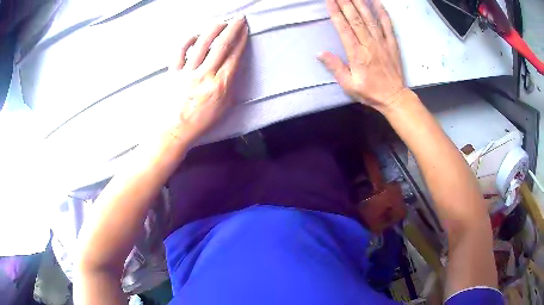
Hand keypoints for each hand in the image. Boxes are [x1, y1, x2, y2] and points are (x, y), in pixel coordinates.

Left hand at [168, 16, 247, 142]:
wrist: (173, 131)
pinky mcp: (173, 73)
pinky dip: (187, 41)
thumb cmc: (200, 123)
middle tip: (239, 18)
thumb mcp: (224, 108)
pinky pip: (179, 52)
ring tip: (222, 21)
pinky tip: (195, 35)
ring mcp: (187, 73)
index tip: (245, 30)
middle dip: (232, 29)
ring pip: (202, 45)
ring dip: (213, 29)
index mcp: (219, 85)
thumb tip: (232, 68)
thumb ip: (230, 86)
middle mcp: (204, 75)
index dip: (241, 40)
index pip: (234, 56)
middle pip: (221, 46)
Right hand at [318, 0, 405, 111]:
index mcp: (357, 54)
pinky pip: (387, 25)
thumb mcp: (348, 85)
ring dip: (361, 3)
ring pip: (370, 19)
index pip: (344, 28)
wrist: (394, 97)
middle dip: (346, 3)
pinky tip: (377, 3)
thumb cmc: (370, 92)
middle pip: (356, 19)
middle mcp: (369, 44)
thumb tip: (320, 53)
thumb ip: (335, 67)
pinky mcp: (392, 44)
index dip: (336, 13)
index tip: (329, 1)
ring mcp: (382, 43)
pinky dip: (383, 13)